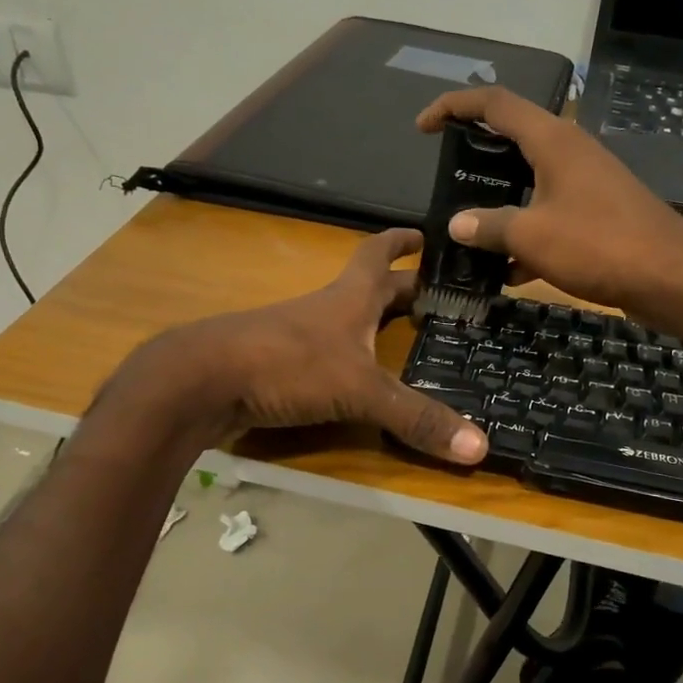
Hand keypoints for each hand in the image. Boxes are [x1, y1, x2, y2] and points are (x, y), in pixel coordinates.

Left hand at [122, 229, 487, 463]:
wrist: (202, 382)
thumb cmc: (287, 365)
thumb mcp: (360, 391)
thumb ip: (416, 417)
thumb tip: (480, 448)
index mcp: (349, 298)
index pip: (379, 255)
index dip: (403, 242)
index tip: (426, 234)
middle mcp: (325, 310)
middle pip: (368, 290)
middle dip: (401, 290)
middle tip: (436, 299)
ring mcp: (297, 337)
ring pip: (345, 322)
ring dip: (373, 325)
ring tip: (405, 340)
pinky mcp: (278, 366)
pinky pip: (324, 356)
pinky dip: (347, 360)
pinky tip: (357, 379)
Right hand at [415, 86, 682, 323]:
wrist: (672, 276)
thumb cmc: (598, 243)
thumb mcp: (531, 235)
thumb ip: (488, 226)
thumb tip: (457, 224)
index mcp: (552, 140)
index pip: (494, 103)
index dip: (454, 106)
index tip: (424, 128)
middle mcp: (570, 152)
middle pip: (513, 138)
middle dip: (477, 156)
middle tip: (447, 178)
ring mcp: (587, 183)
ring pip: (531, 182)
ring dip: (501, 203)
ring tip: (470, 230)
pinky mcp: (599, 213)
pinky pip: (551, 214)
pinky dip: (527, 234)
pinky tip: (509, 272)